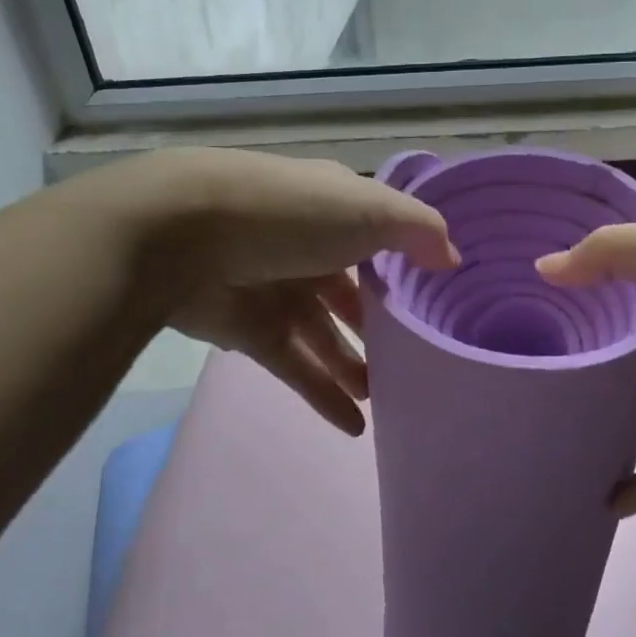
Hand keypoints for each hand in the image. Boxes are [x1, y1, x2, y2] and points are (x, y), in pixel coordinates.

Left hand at [119, 150, 457, 434]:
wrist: (185, 235)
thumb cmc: (290, 214)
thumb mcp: (369, 209)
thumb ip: (417, 231)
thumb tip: (451, 258)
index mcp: (333, 210)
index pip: (378, 241)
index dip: (405, 270)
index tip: (435, 303)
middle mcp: (307, 249)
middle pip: (350, 295)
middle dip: (378, 329)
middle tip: (413, 365)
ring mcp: (276, 291)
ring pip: (324, 337)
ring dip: (354, 368)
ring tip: (388, 403)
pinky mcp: (248, 331)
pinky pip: (295, 367)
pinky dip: (323, 395)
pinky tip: (355, 427)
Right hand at [538, 222, 635, 513]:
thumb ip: (614, 255)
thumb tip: (544, 270)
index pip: (620, 283)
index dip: (579, 292)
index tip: (526, 306)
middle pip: (629, 345)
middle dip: (588, 357)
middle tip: (530, 373)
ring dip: (611, 415)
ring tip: (555, 428)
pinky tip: (605, 500)